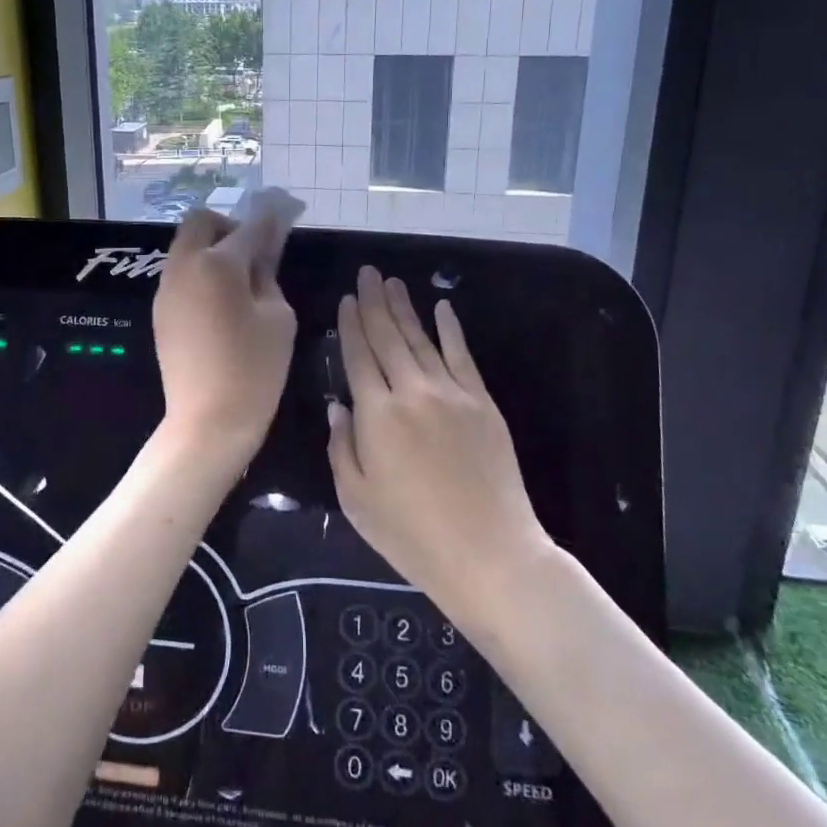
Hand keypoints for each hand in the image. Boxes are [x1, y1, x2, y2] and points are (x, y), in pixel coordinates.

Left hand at [152, 200, 298, 459]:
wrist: (208, 422)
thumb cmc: (255, 370)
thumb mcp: (278, 317)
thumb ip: (269, 274)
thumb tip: (264, 251)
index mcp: (218, 264)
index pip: (249, 227)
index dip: (271, 217)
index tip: (286, 210)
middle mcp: (184, 266)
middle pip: (201, 222)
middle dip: (229, 226)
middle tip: (254, 251)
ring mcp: (166, 288)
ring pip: (186, 247)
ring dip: (212, 248)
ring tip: (239, 279)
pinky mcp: (160, 311)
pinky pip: (180, 273)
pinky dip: (200, 271)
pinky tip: (220, 300)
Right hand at [327, 267, 548, 618]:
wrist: (489, 553)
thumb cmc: (412, 534)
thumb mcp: (356, 499)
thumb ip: (342, 447)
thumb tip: (337, 406)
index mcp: (376, 415)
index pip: (358, 356)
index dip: (350, 325)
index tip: (346, 299)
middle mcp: (412, 392)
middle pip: (389, 337)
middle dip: (374, 302)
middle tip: (367, 272)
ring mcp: (452, 394)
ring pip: (422, 339)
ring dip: (406, 308)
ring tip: (392, 282)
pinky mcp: (482, 403)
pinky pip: (462, 356)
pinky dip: (451, 329)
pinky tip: (443, 308)